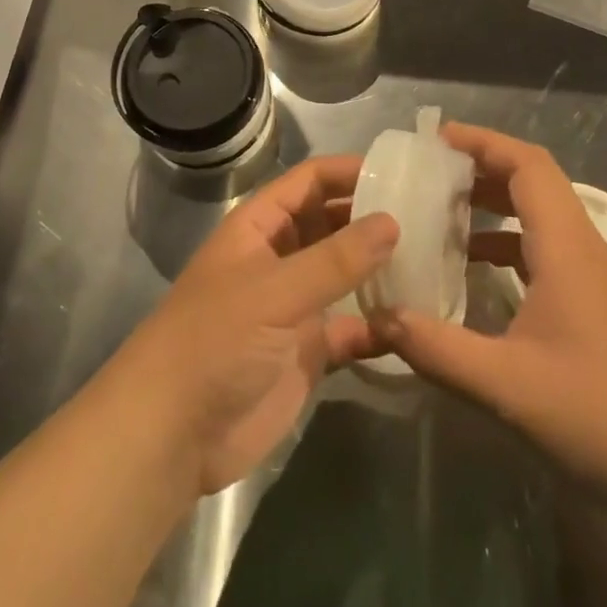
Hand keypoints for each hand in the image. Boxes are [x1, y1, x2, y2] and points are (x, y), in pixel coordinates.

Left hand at [108, 155, 397, 496]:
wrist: (172, 435)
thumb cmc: (215, 341)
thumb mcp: (275, 291)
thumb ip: (335, 258)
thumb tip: (392, 221)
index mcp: (260, 226)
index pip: (310, 181)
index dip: (349, 171)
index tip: (402, 171)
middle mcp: (280, 257)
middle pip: (332, 223)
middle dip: (372, 217)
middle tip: (431, 214)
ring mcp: (295, 306)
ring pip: (345, 275)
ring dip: (380, 269)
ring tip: (434, 259)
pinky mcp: (308, 353)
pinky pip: (351, 329)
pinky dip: (378, 326)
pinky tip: (414, 322)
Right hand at [381, 123, 606, 483]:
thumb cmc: (594, 413)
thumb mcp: (503, 384)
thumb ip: (436, 348)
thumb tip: (377, 316)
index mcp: (565, 244)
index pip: (527, 163)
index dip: (482, 141)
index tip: (436, 139)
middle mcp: (580, 245)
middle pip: (533, 178)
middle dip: (482, 164)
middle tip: (430, 169)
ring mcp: (589, 272)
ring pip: (539, 211)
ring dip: (494, 200)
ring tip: (443, 207)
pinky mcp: (591, 299)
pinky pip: (543, 244)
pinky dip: (505, 238)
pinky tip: (474, 265)